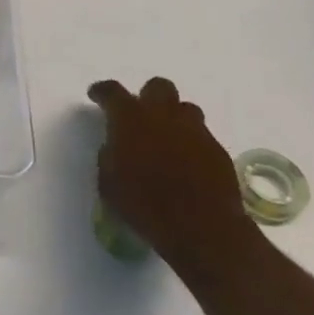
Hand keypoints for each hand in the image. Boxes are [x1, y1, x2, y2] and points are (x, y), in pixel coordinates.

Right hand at [87, 77, 259, 279]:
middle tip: (140, 116)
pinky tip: (187, 163)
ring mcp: (194, 130)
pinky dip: (191, 142)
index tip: (96, 95)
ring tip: (167, 138)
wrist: (201, 228)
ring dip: (173, 117)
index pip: (112, 92)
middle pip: (158, 87)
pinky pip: (202, 134)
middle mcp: (162, 116)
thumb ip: (108, 157)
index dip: (102, 91)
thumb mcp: (109, 184)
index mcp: (130, 120)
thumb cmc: (145, 206)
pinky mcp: (217, 149)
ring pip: (184, 108)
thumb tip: (113, 147)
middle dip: (148, 96)